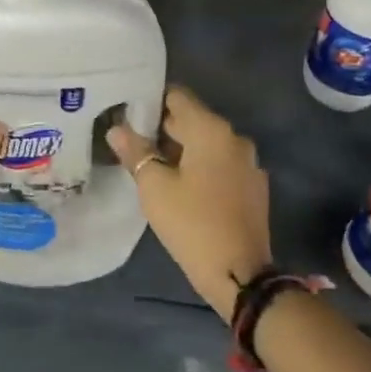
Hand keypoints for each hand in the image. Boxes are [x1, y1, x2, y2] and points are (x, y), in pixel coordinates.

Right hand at [109, 87, 270, 319]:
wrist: (239, 274)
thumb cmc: (192, 224)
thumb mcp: (154, 187)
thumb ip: (135, 152)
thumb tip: (117, 128)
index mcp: (211, 130)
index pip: (178, 97)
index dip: (151, 101)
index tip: (128, 112)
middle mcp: (234, 138)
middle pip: (193, 120)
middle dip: (163, 128)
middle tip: (132, 140)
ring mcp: (248, 163)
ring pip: (207, 144)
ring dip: (182, 150)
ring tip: (152, 164)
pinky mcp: (253, 188)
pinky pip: (221, 165)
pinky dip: (201, 168)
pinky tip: (182, 186)